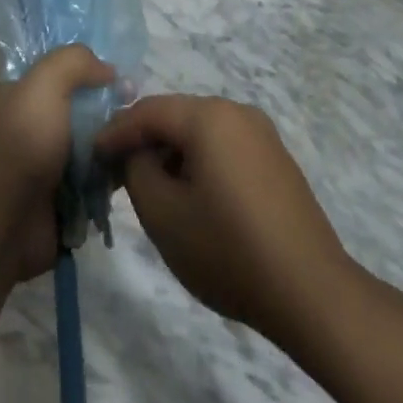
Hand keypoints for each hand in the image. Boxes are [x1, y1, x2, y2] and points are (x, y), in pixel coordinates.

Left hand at [0, 45, 114, 281]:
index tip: (124, 83)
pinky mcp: (65, 197)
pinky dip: (113, 176)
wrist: (6, 221)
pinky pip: (98, 179)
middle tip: (137, 118)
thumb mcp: (44, 83)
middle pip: (84, 109)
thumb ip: (75, 62)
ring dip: (116, 145)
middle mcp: (34, 125)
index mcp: (21, 95)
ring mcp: (50, 163)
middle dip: (111, 112)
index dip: (94, 73)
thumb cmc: (24, 143)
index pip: (64, 74)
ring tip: (142, 145)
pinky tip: (133, 170)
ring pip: (95, 145)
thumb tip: (107, 70)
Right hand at [95, 95, 354, 347]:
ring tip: (150, 188)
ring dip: (171, 153)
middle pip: (176, 116)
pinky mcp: (276, 160)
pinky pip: (224, 147)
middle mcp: (238, 112)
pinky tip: (191, 196)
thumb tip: (136, 153)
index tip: (92, 156)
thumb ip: (136, 169)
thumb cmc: (228, 250)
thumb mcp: (162, 213)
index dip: (115, 131)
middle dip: (143, 141)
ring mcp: (262, 135)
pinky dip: (199, 162)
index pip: (148, 110)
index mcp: (209, 116)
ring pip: (200, 132)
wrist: (310, 292)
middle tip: (115, 172)